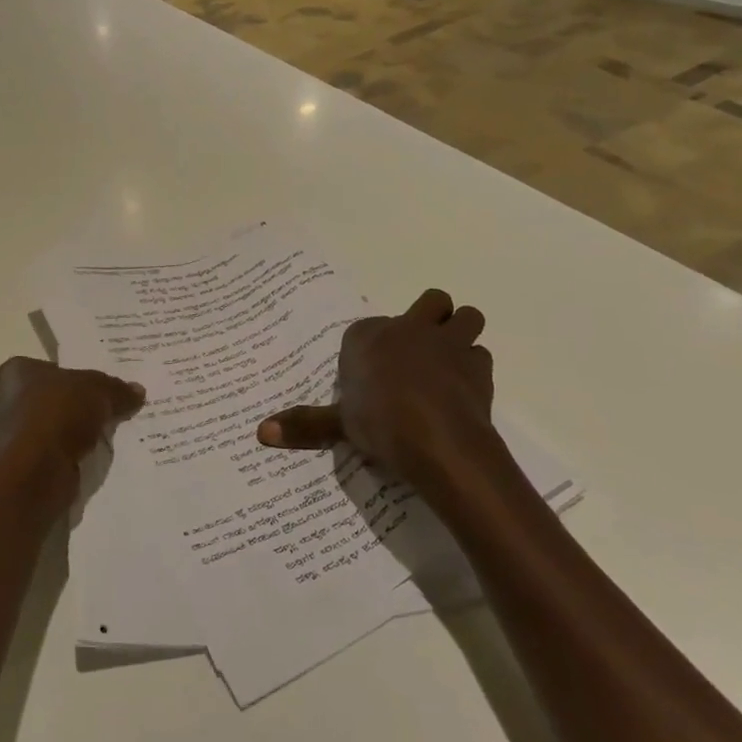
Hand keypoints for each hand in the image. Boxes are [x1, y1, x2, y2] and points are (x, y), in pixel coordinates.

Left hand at [0, 357, 145, 520]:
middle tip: (115, 409)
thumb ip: (116, 389)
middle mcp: (7, 401)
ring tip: (113, 436)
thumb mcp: (97, 390)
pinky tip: (98, 459)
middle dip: (82, 407)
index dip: (79, 375)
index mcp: (16, 372)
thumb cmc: (57, 414)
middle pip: (56, 399)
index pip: (53, 368)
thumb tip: (137, 390)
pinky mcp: (24, 468)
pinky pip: (58, 455)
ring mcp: (14, 437)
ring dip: (80, 435)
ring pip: (58, 430)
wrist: (34, 473)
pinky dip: (75, 457)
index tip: (104, 387)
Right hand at [255, 290, 502, 504]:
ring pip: (467, 317)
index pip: (369, 328)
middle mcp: (410, 329)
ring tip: (448, 362)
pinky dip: (474, 369)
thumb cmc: (379, 423)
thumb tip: (261, 433)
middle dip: (431, 317)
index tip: (371, 371)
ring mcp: (448, 343)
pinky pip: (480, 356)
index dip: (373, 345)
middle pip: (431, 301)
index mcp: (369, 336)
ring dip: (461, 333)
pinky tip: (464, 391)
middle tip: (420, 348)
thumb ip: (305, 424)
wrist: (436, 439)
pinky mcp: (478, 367)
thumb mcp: (338, 424)